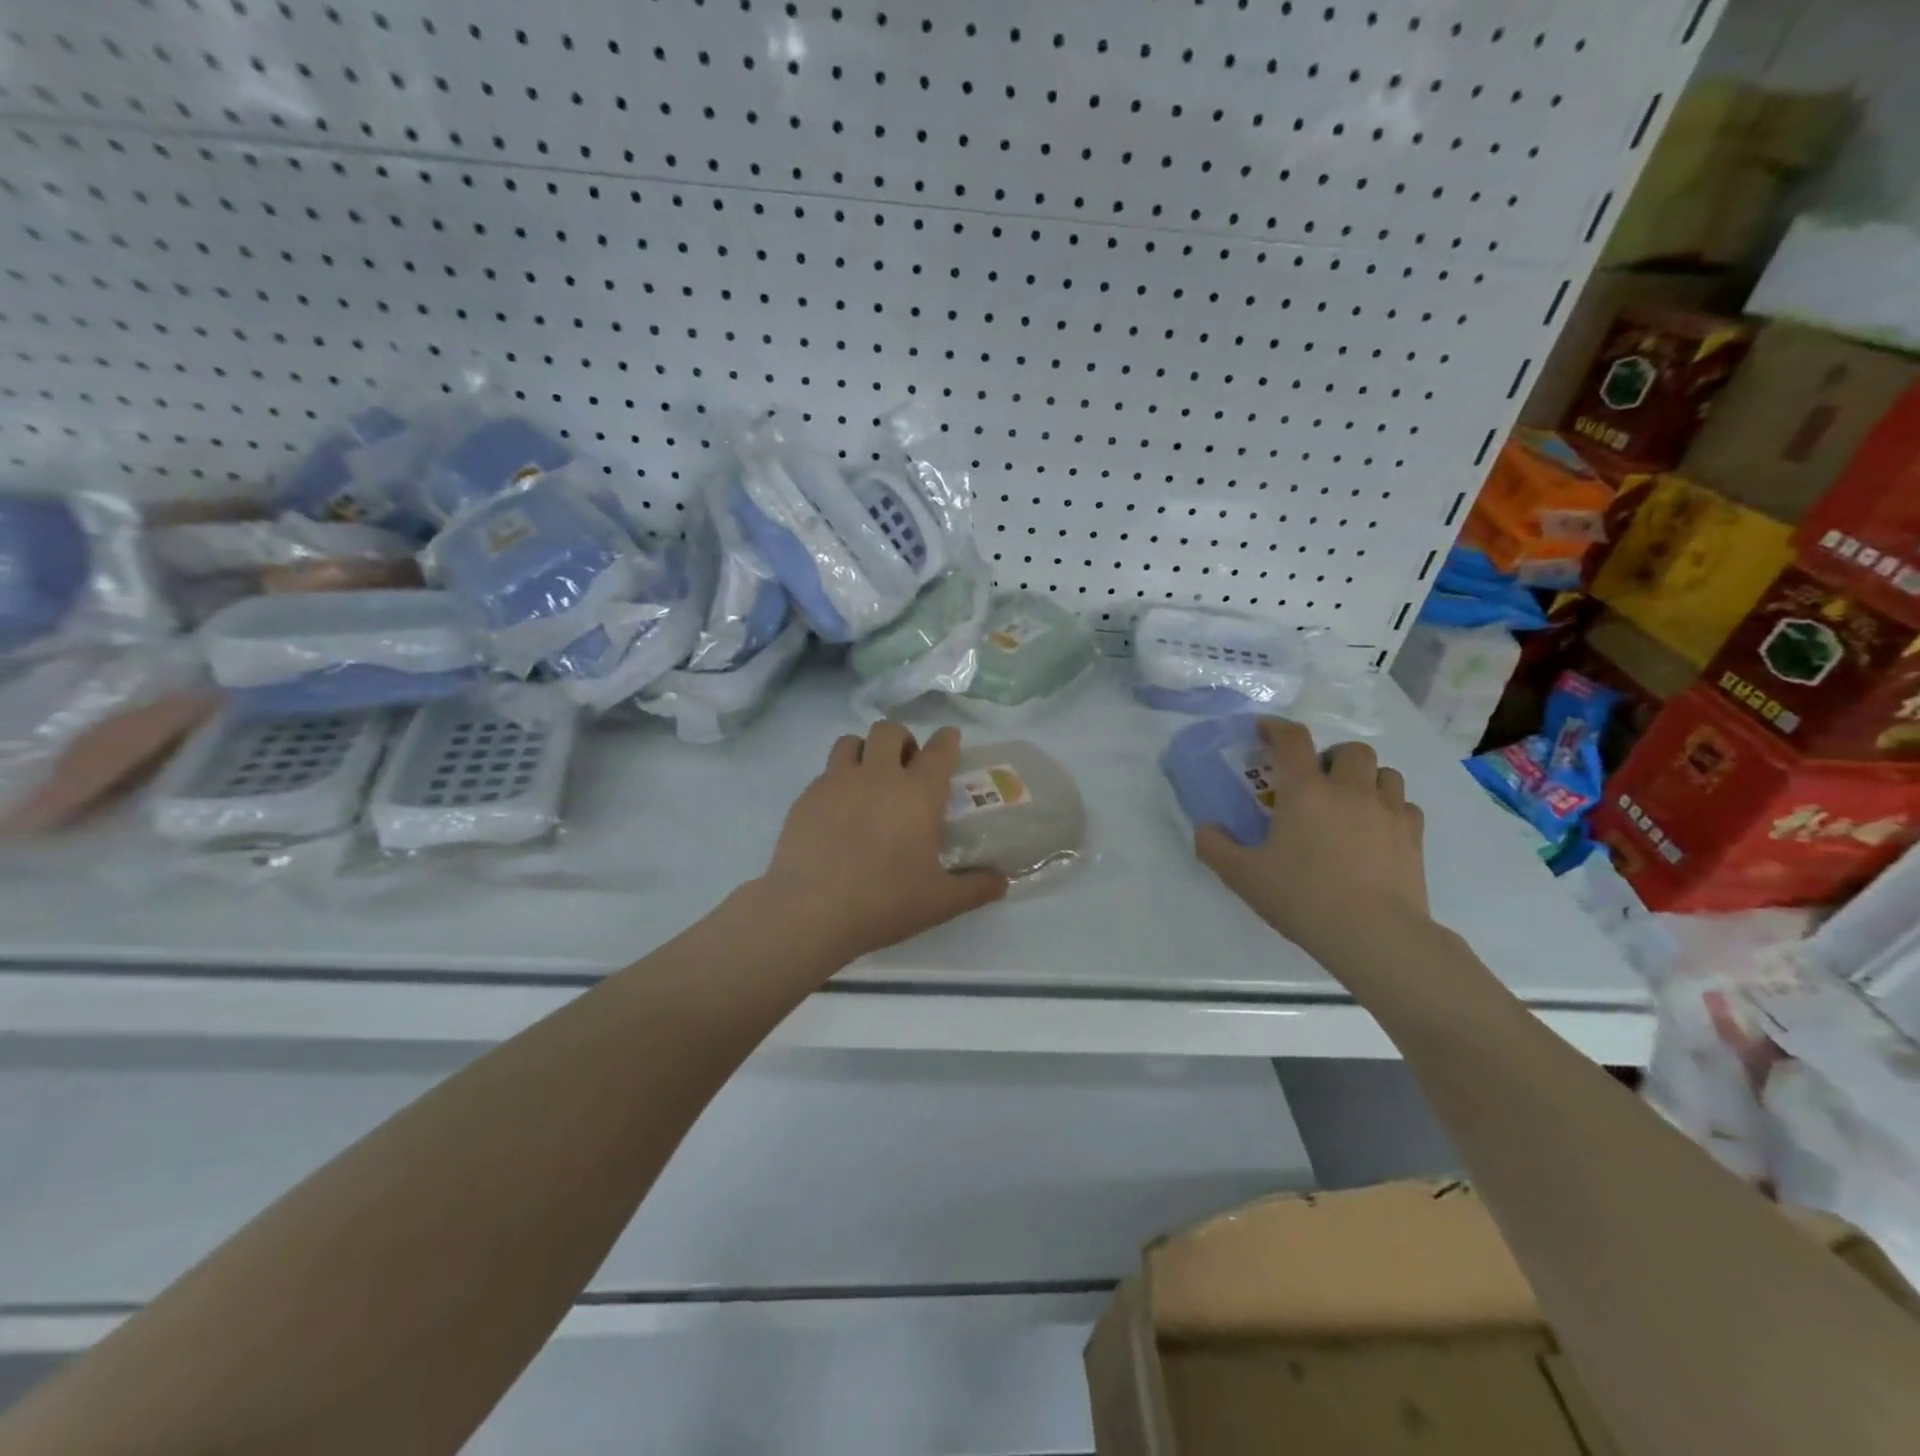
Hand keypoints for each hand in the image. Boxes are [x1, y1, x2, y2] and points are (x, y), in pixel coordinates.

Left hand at [757, 722, 1008, 962]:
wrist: (810, 911)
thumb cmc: (884, 903)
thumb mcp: (940, 902)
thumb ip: (977, 887)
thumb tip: (1003, 882)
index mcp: (918, 794)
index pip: (939, 750)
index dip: (947, 740)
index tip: (950, 738)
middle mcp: (878, 776)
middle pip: (890, 731)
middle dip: (902, 740)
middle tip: (906, 767)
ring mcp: (837, 782)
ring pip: (851, 741)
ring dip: (864, 751)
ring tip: (868, 779)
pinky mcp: (807, 796)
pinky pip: (826, 772)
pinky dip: (838, 780)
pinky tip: (839, 812)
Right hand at [1194, 718, 1430, 968]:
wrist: (1374, 935)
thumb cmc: (1303, 898)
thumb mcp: (1243, 876)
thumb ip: (1216, 847)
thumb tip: (1206, 829)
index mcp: (1305, 791)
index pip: (1292, 740)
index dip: (1277, 728)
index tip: (1265, 730)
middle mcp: (1349, 790)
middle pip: (1350, 749)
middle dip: (1331, 756)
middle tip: (1317, 781)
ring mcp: (1388, 811)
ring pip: (1386, 772)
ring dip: (1366, 778)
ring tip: (1350, 802)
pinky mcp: (1413, 836)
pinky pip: (1405, 806)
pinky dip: (1391, 808)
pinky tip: (1377, 831)